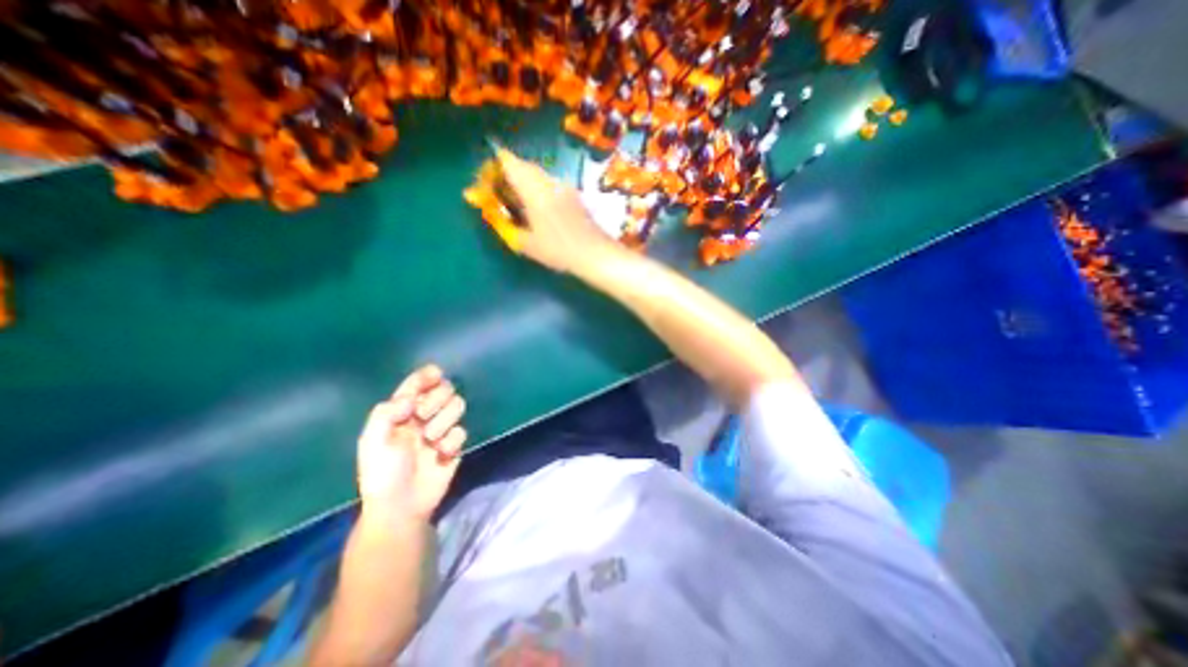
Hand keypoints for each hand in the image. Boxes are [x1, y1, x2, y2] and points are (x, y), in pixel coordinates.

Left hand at [355, 368, 466, 522]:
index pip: (417, 384)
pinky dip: (452, 441)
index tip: (435, 375)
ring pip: (458, 405)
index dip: (427, 375)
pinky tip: (441, 454)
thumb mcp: (373, 442)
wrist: (401, 507)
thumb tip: (410, 399)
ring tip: (430, 440)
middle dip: (436, 398)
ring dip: (445, 419)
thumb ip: (387, 413)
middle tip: (422, 416)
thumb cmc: (382, 473)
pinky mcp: (455, 444)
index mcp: (402, 412)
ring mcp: (441, 429)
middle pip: (444, 389)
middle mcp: (424, 416)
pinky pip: (462, 430)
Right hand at [493, 147, 621, 272]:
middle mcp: (548, 180)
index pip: (508, 161)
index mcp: (533, 188)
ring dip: (522, 183)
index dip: (493, 167)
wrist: (595, 253)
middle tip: (499, 196)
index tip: (487, 183)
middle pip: (522, 165)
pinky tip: (538, 210)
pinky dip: (537, 189)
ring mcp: (563, 185)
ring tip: (517, 205)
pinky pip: (548, 184)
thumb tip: (490, 211)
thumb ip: (504, 224)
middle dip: (506, 175)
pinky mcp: (573, 194)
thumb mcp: (526, 243)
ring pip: (536, 175)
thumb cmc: (559, 249)